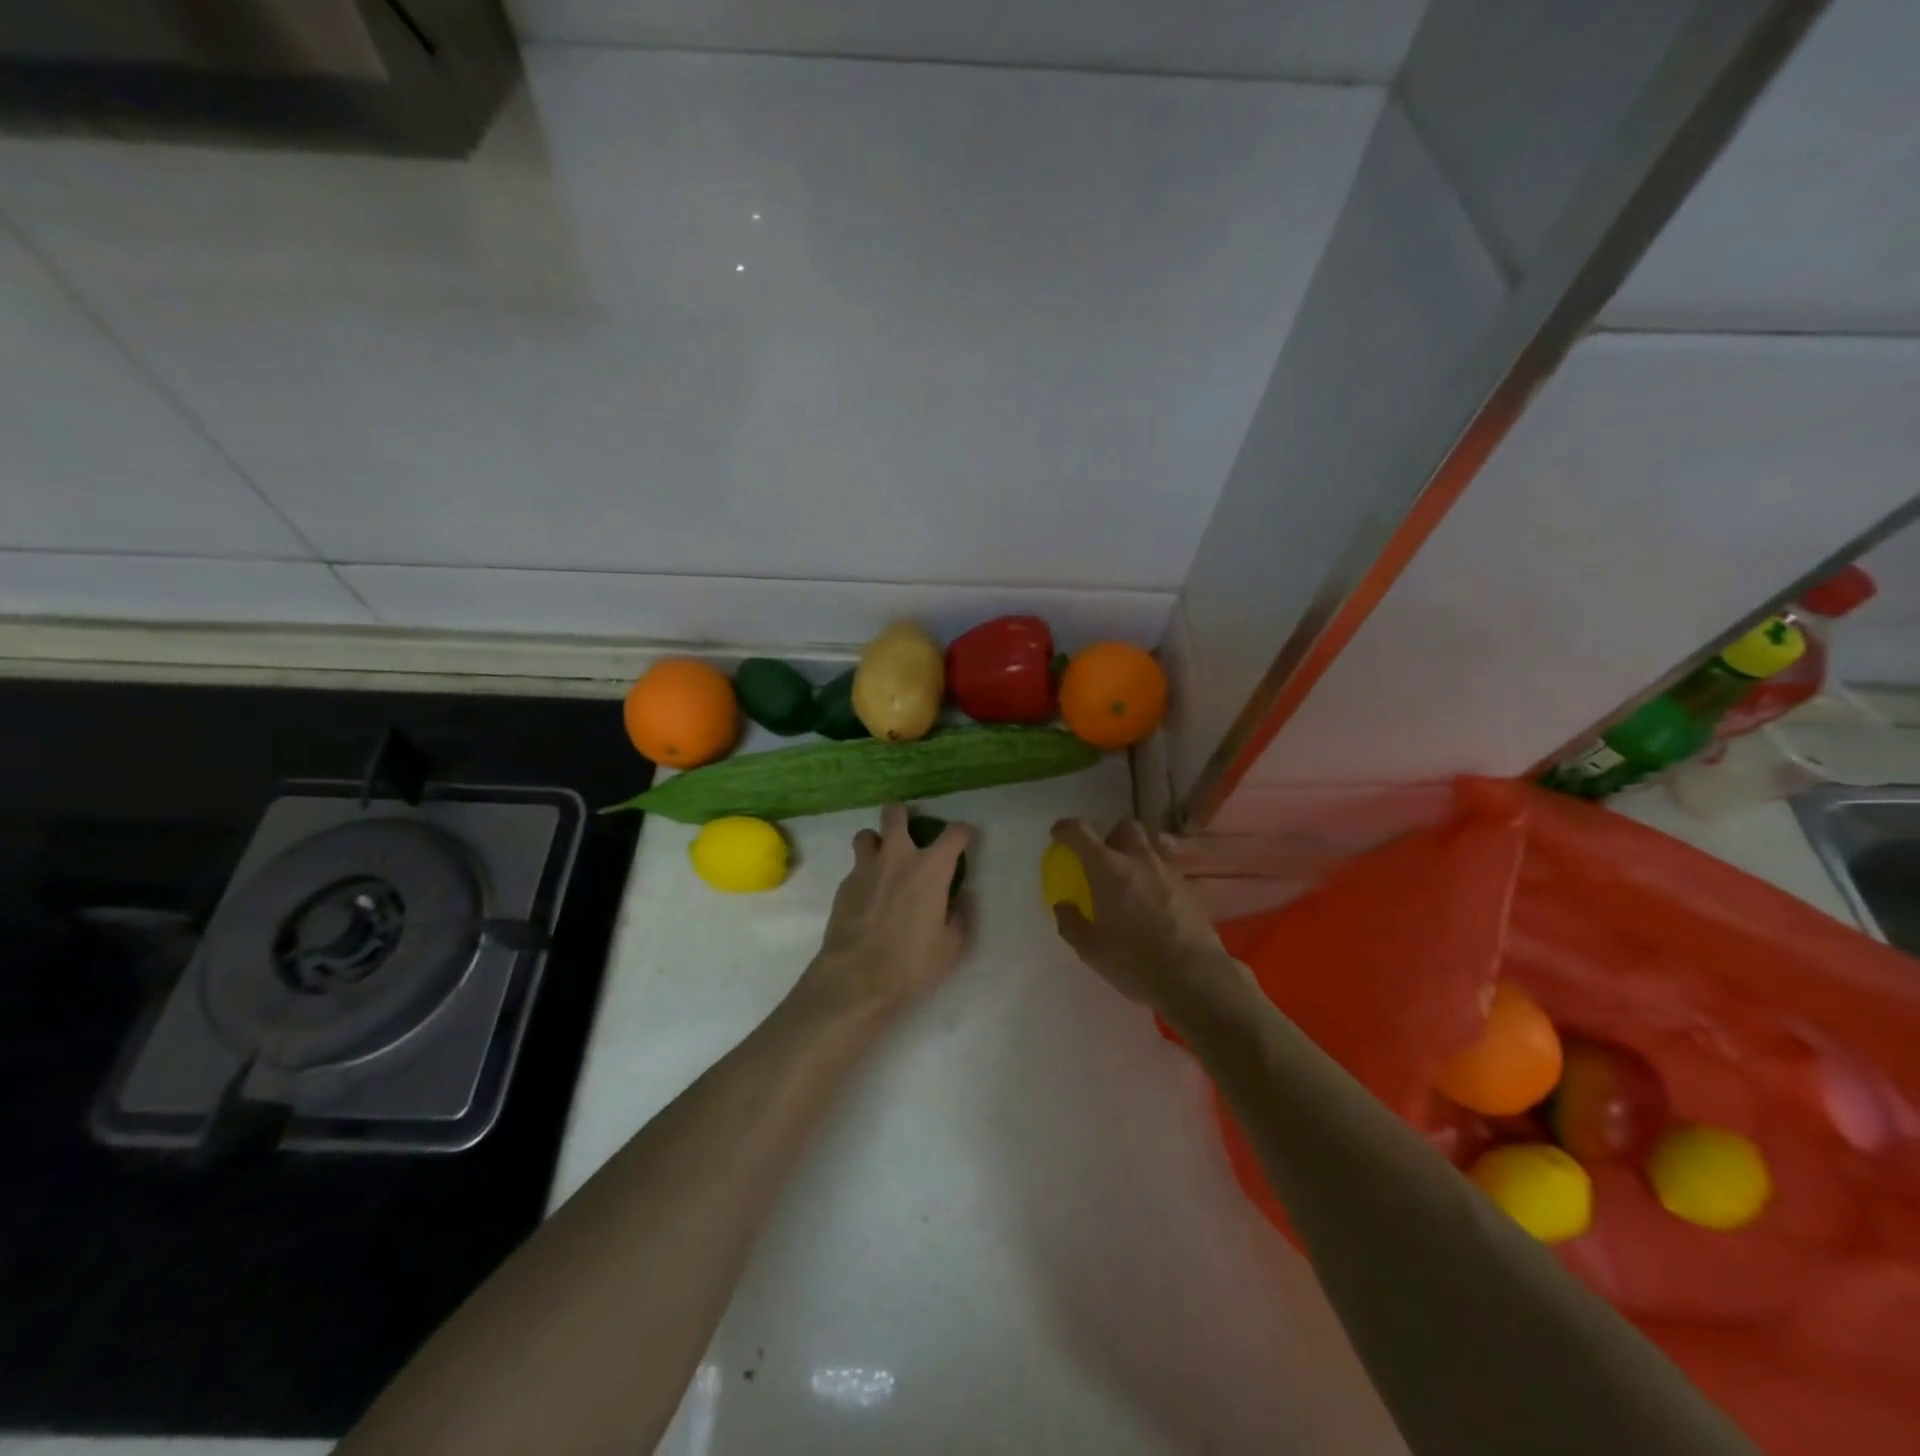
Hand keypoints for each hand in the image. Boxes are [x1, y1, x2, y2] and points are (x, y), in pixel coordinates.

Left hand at [791, 804, 973, 1023]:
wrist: (856, 979)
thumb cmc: (912, 964)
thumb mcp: (952, 946)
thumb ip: (960, 916)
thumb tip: (961, 898)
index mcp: (931, 868)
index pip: (954, 833)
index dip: (962, 833)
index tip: (964, 841)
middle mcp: (897, 857)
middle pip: (895, 814)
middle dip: (903, 815)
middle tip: (910, 832)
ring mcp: (865, 868)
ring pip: (866, 834)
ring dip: (877, 841)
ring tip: (883, 860)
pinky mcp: (843, 885)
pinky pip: (855, 867)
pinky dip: (864, 873)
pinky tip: (868, 897)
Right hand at [1048, 818, 1253, 1030]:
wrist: (1195, 977)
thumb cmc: (1134, 962)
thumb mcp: (1091, 950)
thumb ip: (1071, 923)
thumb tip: (1063, 905)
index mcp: (1108, 869)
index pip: (1081, 833)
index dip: (1066, 829)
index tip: (1058, 834)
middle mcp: (1139, 860)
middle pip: (1125, 826)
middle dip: (1111, 834)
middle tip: (1103, 857)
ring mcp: (1169, 871)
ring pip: (1152, 842)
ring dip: (1138, 849)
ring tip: (1132, 873)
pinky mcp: (1191, 887)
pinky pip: (1169, 866)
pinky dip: (1157, 872)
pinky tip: (1155, 896)